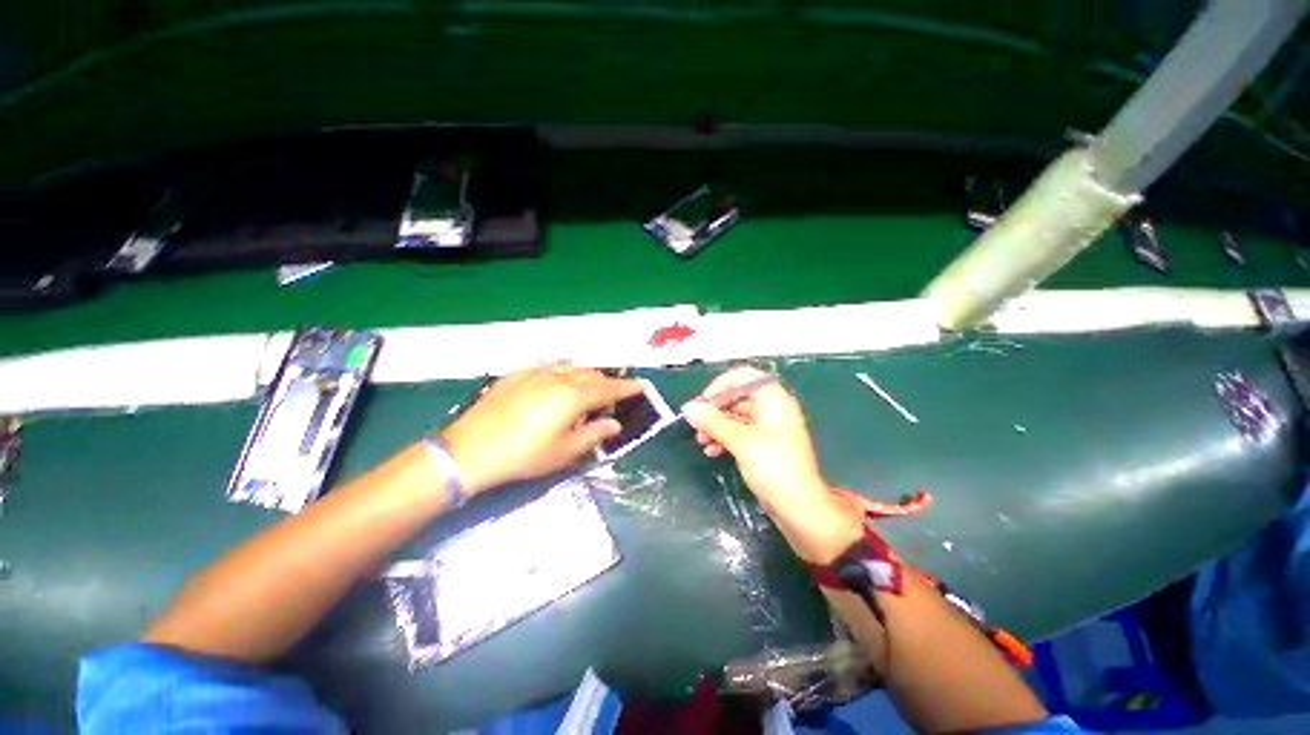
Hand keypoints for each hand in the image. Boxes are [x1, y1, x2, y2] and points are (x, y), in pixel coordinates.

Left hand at [441, 365, 643, 494]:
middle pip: (591, 375)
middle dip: (606, 384)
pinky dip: (563, 374)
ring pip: (571, 368)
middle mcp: (557, 377)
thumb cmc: (524, 455)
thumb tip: (614, 424)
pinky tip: (557, 387)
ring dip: (585, 377)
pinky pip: (550, 367)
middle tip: (610, 399)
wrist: (471, 450)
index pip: (609, 389)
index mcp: (573, 396)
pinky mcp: (517, 374)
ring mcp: (535, 372)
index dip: (628, 387)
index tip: (642, 385)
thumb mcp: (565, 452)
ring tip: (586, 392)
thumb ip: (594, 434)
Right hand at [683, 366, 860, 562]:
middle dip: (715, 409)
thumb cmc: (775, 468)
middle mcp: (772, 410)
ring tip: (700, 440)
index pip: (744, 377)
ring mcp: (768, 428)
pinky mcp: (763, 446)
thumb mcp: (741, 442)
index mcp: (774, 400)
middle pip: (737, 397)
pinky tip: (711, 451)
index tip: (703, 402)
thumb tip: (689, 407)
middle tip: (695, 424)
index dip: (721, 385)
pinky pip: (739, 434)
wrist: (799, 509)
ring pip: (736, 417)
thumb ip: (713, 422)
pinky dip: (724, 439)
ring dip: (716, 426)